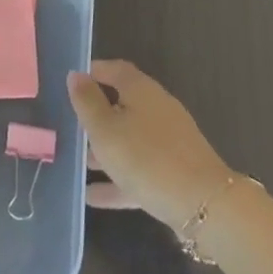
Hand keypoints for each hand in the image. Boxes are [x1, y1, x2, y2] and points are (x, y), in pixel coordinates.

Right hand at [67, 60, 232, 228]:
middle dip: (96, 115)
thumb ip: (87, 102)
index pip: (114, 69)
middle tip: (69, 127)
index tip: (70, 84)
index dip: (92, 73)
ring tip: (77, 162)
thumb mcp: (105, 129)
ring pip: (129, 138)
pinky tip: (92, 196)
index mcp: (140, 90)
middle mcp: (156, 108)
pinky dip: (117, 178)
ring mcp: (168, 140)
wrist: (203, 204)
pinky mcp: (174, 170)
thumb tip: (75, 74)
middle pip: (122, 104)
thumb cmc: (146, 158)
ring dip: (105, 149)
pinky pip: (138, 168)